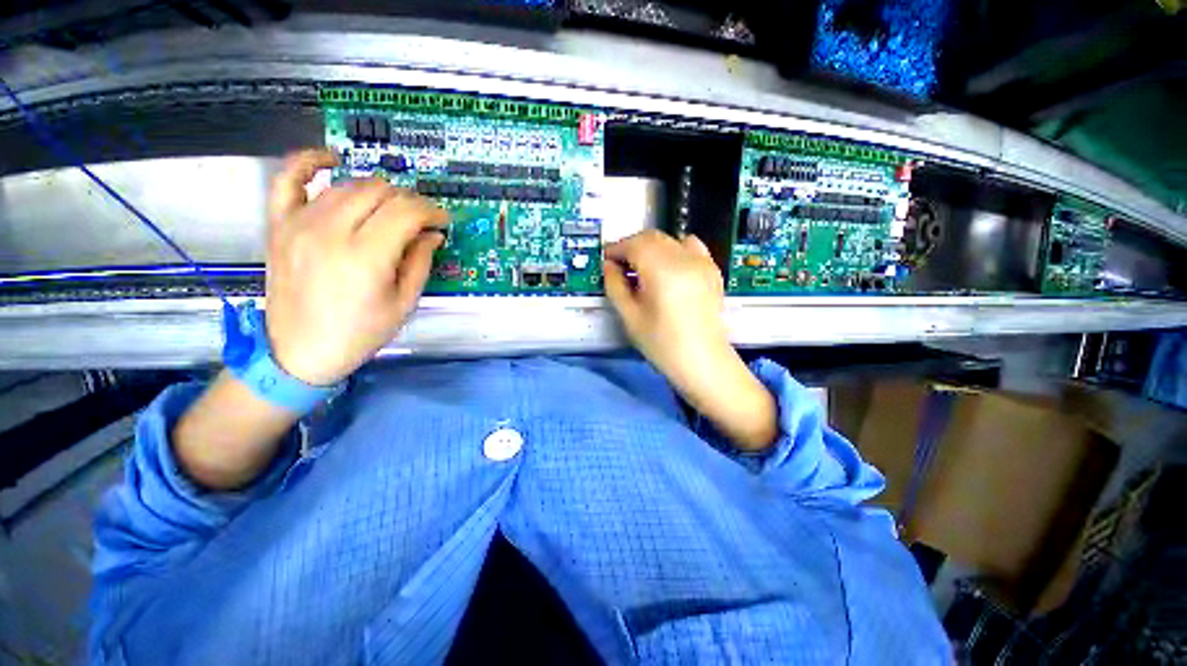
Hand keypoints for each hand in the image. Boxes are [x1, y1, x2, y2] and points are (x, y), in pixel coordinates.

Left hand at [264, 149, 447, 385]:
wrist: (301, 352)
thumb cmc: (360, 333)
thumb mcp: (403, 303)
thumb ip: (420, 261)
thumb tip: (433, 233)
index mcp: (366, 256)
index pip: (406, 211)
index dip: (431, 211)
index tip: (443, 220)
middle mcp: (331, 231)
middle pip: (379, 192)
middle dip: (409, 201)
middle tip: (420, 219)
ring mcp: (299, 224)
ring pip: (347, 185)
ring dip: (377, 190)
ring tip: (391, 206)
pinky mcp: (279, 225)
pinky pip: (287, 179)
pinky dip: (308, 162)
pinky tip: (330, 159)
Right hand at [603, 231, 776, 449]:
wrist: (703, 361)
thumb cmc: (662, 344)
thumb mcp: (630, 317)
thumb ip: (615, 286)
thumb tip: (609, 265)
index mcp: (662, 270)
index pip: (634, 244)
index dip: (616, 248)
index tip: (606, 260)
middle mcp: (684, 258)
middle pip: (652, 237)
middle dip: (632, 246)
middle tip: (620, 265)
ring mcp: (702, 262)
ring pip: (670, 240)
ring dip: (651, 247)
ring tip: (642, 267)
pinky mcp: (712, 270)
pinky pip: (690, 247)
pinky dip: (673, 249)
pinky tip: (668, 268)